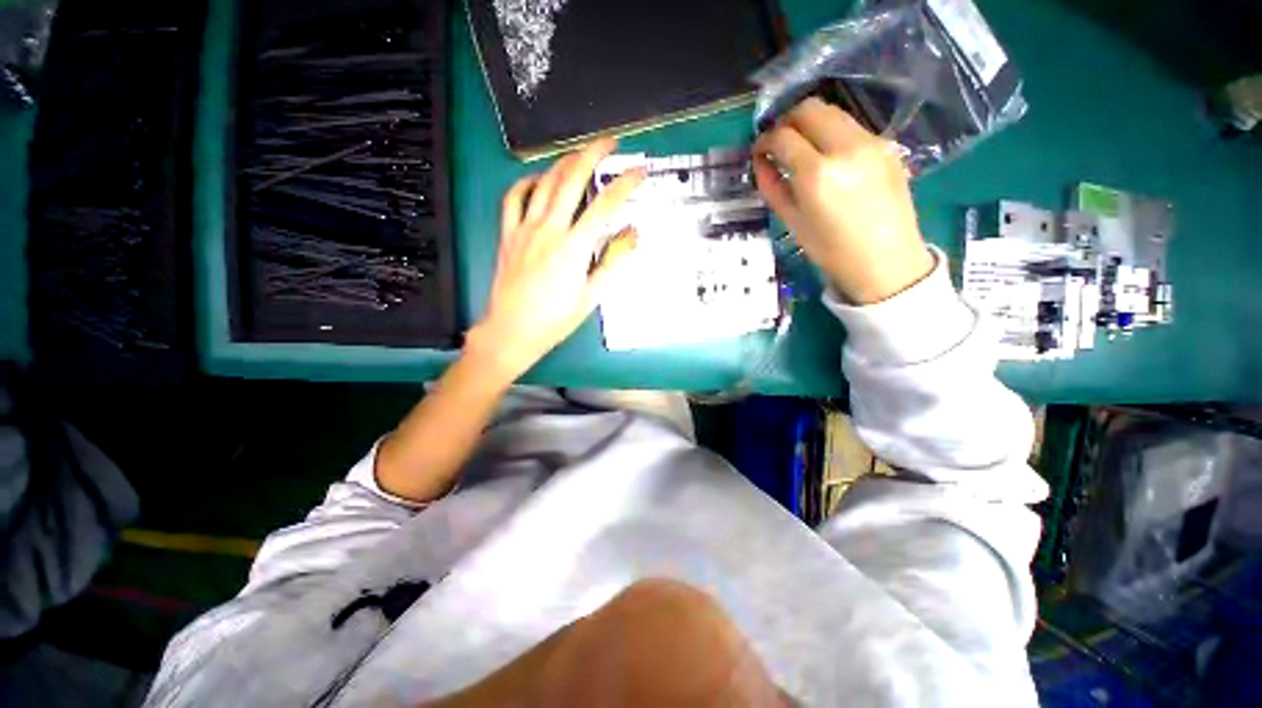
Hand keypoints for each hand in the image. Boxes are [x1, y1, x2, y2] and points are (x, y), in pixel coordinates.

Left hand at [469, 137, 643, 380]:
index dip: (624, 185)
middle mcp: (548, 230)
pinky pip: (513, 199)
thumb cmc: (555, 319)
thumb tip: (632, 235)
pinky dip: (526, 183)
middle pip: (571, 180)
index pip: (604, 206)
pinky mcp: (508, 235)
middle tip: (609, 142)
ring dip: (563, 163)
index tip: (638, 171)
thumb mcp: (592, 296)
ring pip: (544, 183)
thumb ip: (613, 262)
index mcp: (573, 248)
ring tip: (579, 155)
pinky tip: (537, 179)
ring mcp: (524, 229)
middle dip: (592, 154)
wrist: (513, 331)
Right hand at [752, 98, 933, 304]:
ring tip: (801, 149)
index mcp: (817, 175)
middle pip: (809, 109)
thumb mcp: (793, 222)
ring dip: (810, 123)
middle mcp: (846, 148)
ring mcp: (871, 142)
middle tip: (778, 143)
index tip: (759, 152)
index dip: (764, 140)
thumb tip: (760, 162)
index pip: (783, 137)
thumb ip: (773, 187)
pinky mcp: (887, 145)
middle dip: (787, 121)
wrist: (886, 261)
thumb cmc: (831, 251)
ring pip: (833, 112)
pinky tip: (828, 157)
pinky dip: (832, 133)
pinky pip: (851, 126)